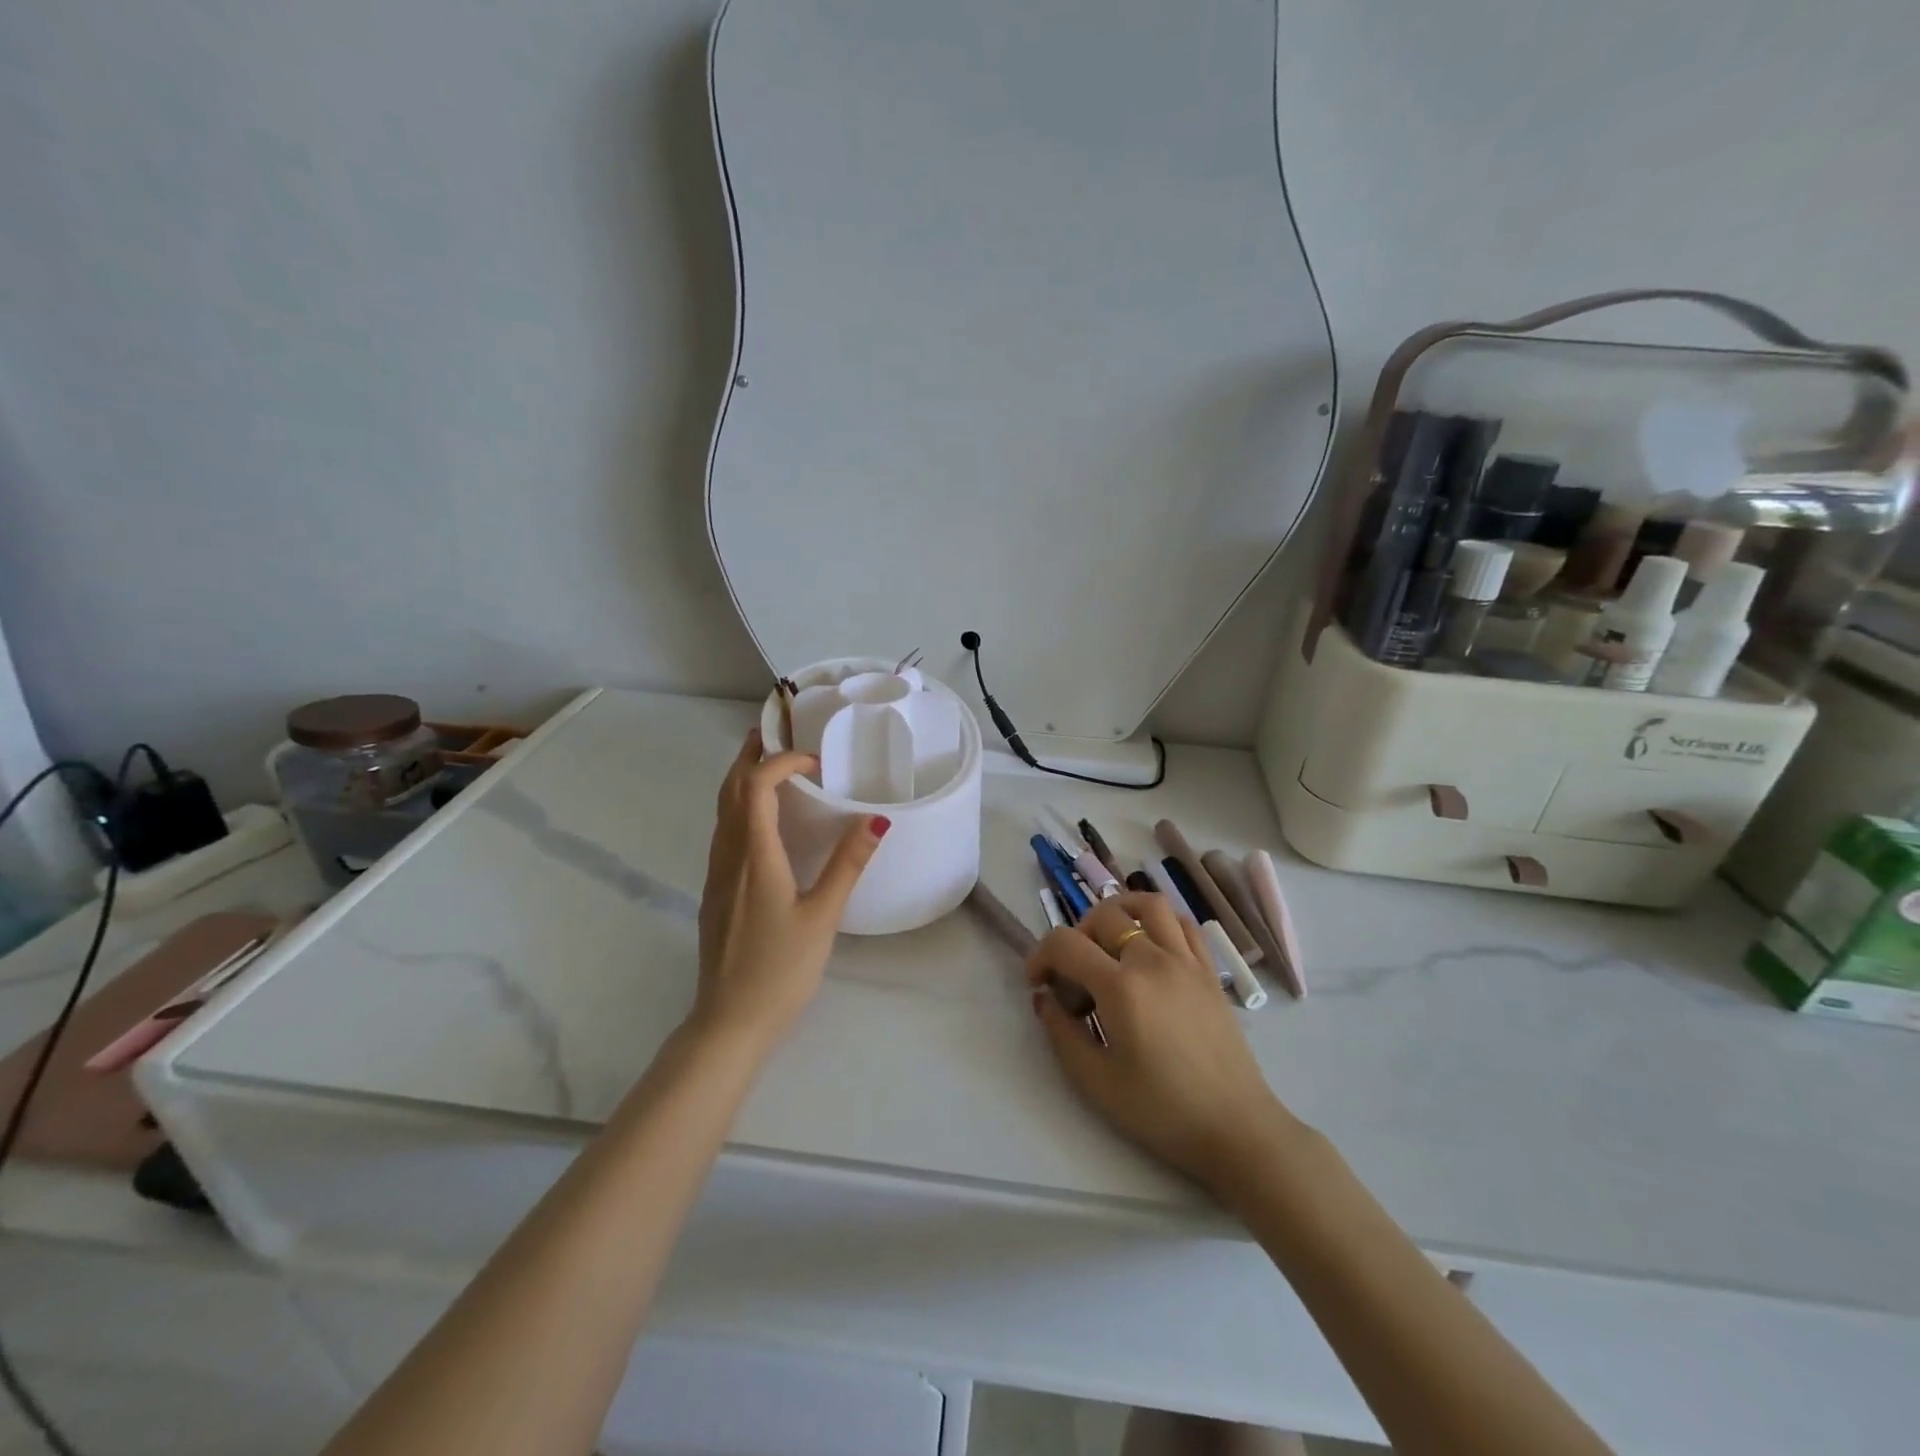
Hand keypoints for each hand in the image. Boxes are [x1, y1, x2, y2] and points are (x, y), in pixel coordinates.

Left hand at [693, 730, 888, 1052]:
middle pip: (729, 788)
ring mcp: (716, 873)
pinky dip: (739, 805)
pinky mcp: (715, 890)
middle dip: (749, 754)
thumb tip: (876, 820)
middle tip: (775, 731)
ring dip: (741, 777)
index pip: (756, 785)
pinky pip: (723, 831)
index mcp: (754, 855)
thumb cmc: (780, 969)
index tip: (815, 762)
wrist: (729, 1020)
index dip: (781, 761)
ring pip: (722, 809)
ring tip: (769, 763)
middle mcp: (728, 855)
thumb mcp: (822, 916)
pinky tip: (761, 819)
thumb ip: (848, 865)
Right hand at [1026, 892, 1296, 1195]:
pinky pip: (1183, 923)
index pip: (1066, 943)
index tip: (1037, 983)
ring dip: (1120, 913)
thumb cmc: (1162, 1111)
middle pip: (1104, 916)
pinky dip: (1159, 923)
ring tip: (1109, 943)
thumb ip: (1060, 1032)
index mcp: (1121, 987)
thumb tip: (1044, 998)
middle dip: (1077, 936)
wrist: (1236, 1129)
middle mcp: (1153, 960)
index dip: (1040, 955)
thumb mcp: (1095, 1081)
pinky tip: (1150, 950)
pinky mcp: (1209, 971)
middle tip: (1075, 976)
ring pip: (1149, 904)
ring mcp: (1186, 961)